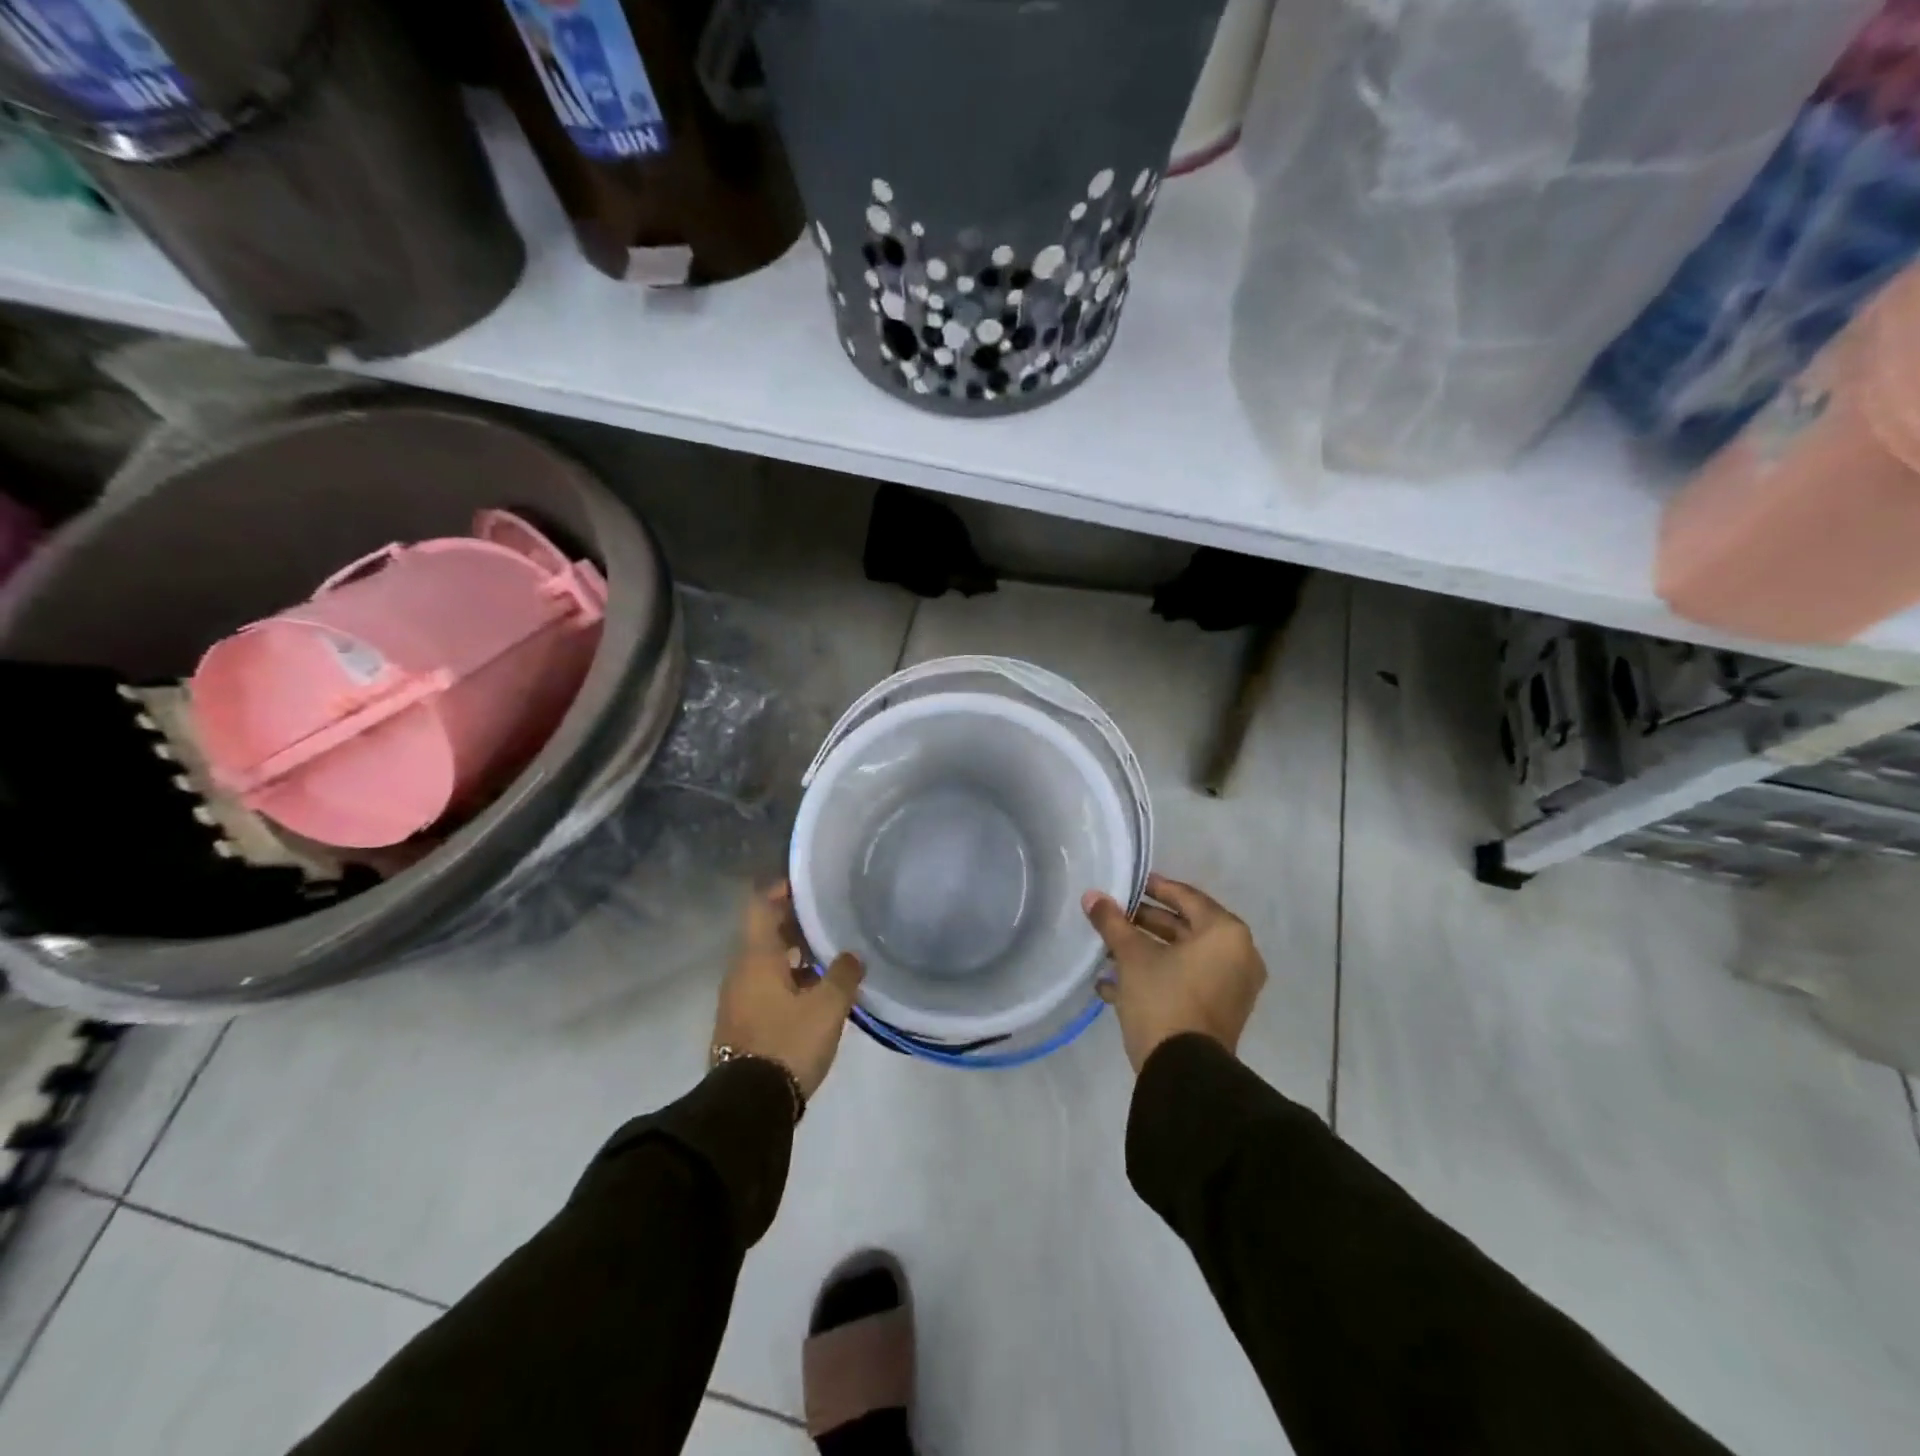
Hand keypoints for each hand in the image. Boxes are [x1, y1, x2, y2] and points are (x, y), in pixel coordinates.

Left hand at [713, 883, 863, 1099]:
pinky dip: (789, 980)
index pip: (761, 906)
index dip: (783, 890)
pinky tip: (817, 992)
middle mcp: (741, 971)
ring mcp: (738, 999)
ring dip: (795, 954)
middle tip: (830, 919)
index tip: (809, 885)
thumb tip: (852, 955)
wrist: (749, 1106)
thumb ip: (843, 974)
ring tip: (831, 955)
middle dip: (796, 923)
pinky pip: (766, 986)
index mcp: (756, 957)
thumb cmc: (788, 1043)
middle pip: (765, 933)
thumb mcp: (828, 1007)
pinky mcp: (742, 1023)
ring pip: (767, 962)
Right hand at [1082, 873, 1266, 1072]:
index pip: (1188, 898)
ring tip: (1108, 949)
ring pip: (1184, 958)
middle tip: (1116, 916)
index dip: (1156, 888)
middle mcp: (1237, 956)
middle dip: (1147, 923)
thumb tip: (1092, 896)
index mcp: (1226, 934)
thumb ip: (1112, 922)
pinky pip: (1186, 982)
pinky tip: (1112, 984)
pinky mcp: (1219, 1013)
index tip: (1131, 884)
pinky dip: (1156, 977)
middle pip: (1186, 928)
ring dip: (1147, 952)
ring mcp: (1231, 988)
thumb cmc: (1164, 998)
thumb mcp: (1132, 955)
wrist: (1183, 1072)